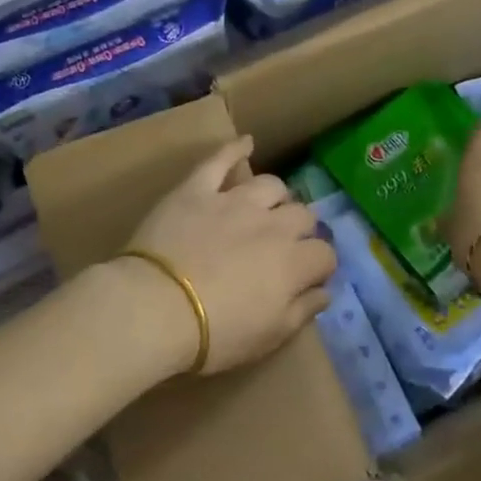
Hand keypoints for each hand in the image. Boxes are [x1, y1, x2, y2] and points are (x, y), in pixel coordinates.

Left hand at [121, 137, 336, 374]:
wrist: (155, 308)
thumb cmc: (215, 333)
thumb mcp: (268, 337)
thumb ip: (302, 311)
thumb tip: (325, 291)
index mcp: (293, 262)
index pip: (324, 254)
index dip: (320, 266)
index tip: (309, 278)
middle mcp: (272, 223)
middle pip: (303, 215)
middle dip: (301, 230)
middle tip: (285, 247)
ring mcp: (233, 201)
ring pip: (270, 185)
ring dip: (275, 197)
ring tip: (267, 209)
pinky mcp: (197, 189)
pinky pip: (220, 160)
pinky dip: (234, 150)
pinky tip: (246, 143)